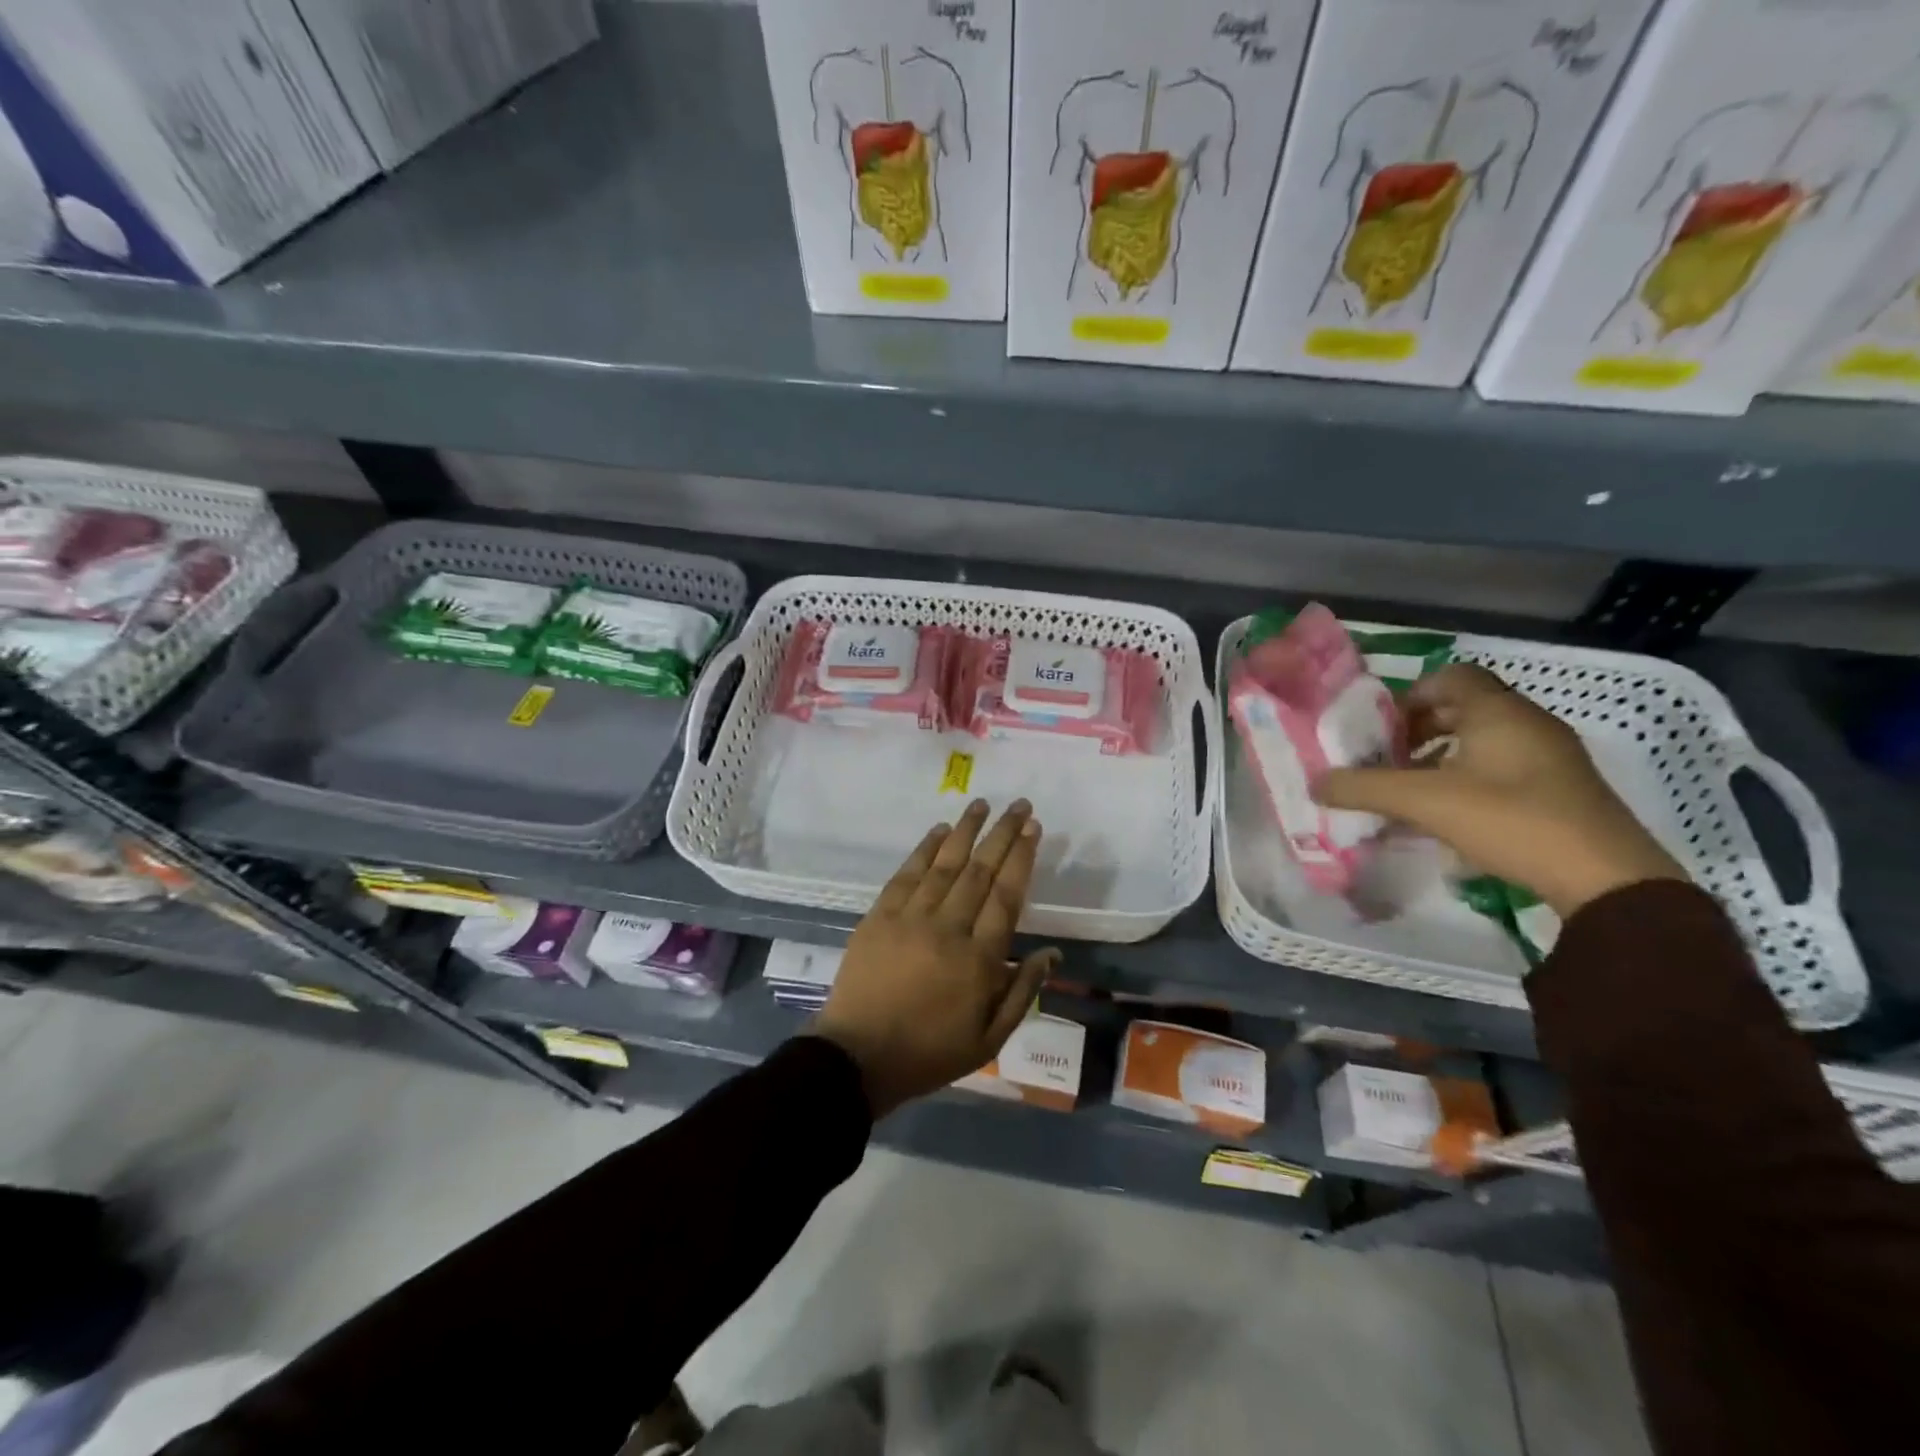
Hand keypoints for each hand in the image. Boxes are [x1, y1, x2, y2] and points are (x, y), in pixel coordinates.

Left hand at [812, 799, 1060, 1118]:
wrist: (859, 1056)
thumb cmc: (930, 1052)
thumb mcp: (989, 1037)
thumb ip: (1022, 991)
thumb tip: (1052, 952)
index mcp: (980, 959)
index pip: (1007, 895)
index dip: (1022, 857)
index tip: (1033, 829)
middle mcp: (948, 928)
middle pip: (980, 870)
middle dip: (1002, 834)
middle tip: (1019, 805)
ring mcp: (911, 918)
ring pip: (945, 863)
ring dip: (966, 830)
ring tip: (983, 803)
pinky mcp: (880, 915)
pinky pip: (907, 873)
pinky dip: (925, 848)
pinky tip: (940, 830)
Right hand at [1314, 664, 1685, 918]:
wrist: (1606, 879)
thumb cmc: (1511, 820)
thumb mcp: (1424, 802)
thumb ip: (1364, 788)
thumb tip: (1315, 783)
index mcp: (1498, 712)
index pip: (1449, 676)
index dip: (1409, 695)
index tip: (1381, 729)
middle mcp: (1528, 722)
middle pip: (1463, 707)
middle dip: (1419, 729)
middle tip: (1388, 759)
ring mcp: (1551, 756)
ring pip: (1483, 738)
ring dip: (1442, 754)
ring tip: (1413, 789)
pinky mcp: (1561, 788)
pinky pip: (1503, 765)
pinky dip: (1469, 775)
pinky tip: (1451, 812)